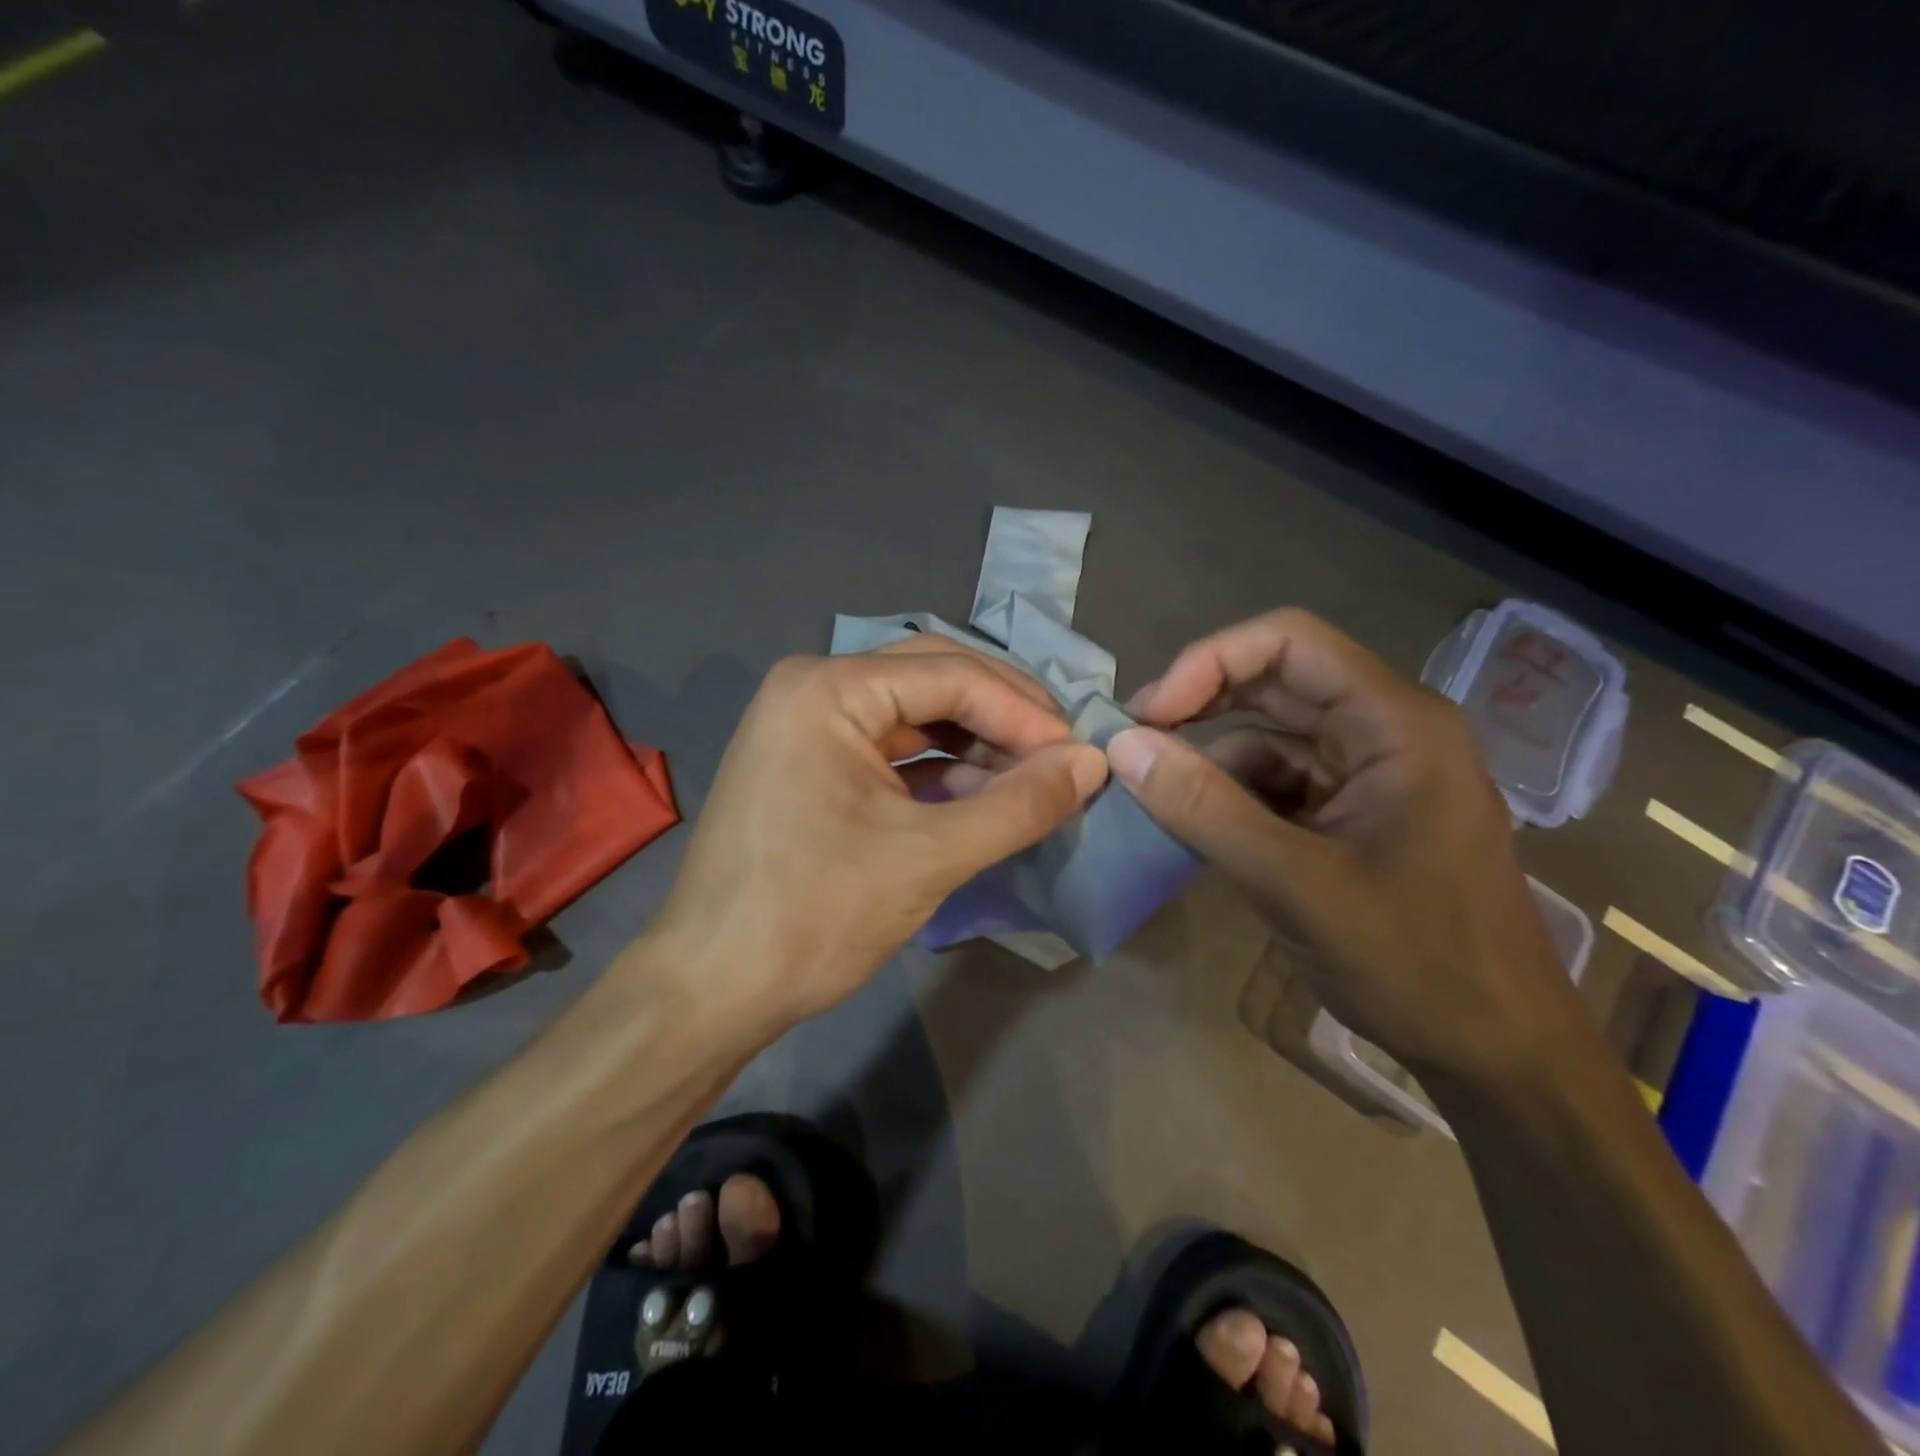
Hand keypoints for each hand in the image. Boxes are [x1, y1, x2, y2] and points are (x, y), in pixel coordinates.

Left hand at [646, 638, 1107, 1039]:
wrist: (710, 989)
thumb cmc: (813, 915)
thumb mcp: (929, 857)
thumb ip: (1019, 805)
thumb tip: (1094, 763)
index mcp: (829, 688)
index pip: (952, 674)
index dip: (1025, 713)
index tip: (1082, 755)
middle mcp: (813, 687)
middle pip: (932, 680)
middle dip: (1003, 717)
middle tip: (1064, 755)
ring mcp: (806, 725)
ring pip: (915, 715)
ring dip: (977, 744)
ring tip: (1035, 779)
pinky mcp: (810, 763)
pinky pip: (891, 749)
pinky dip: (941, 769)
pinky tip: (984, 795)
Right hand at [1109, 609, 1582, 1082]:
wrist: (1496, 1052)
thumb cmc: (1414, 962)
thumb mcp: (1294, 883)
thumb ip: (1204, 808)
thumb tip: (1122, 745)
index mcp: (1395, 724)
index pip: (1289, 642)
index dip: (1209, 662)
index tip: (1150, 714)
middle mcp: (1386, 731)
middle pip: (1277, 681)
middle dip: (1200, 701)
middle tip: (1133, 740)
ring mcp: (1371, 774)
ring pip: (1273, 734)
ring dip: (1211, 755)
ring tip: (1154, 788)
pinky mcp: (1354, 814)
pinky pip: (1280, 781)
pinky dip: (1233, 795)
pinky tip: (1197, 823)